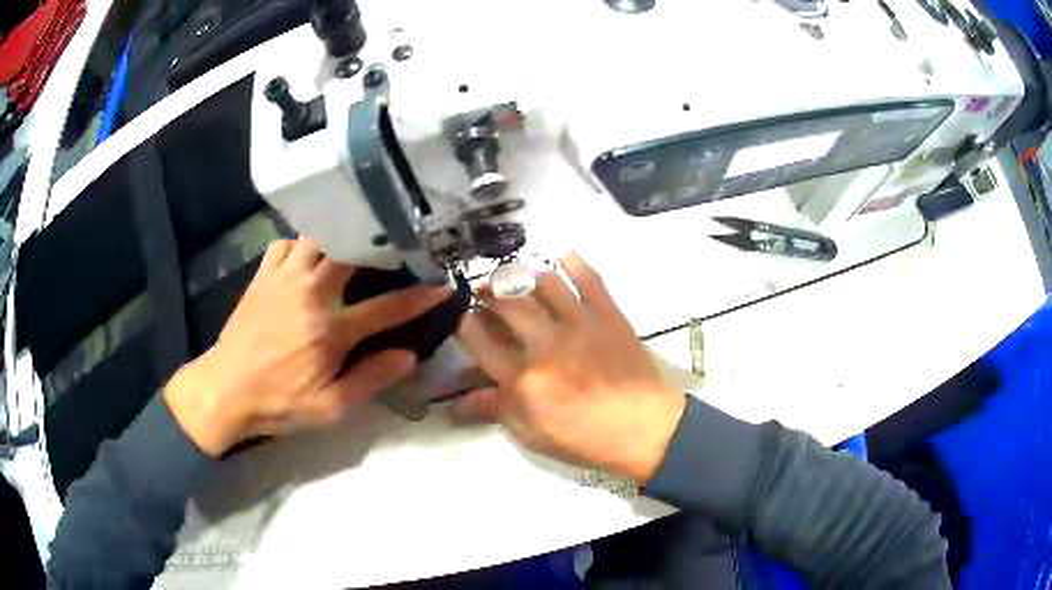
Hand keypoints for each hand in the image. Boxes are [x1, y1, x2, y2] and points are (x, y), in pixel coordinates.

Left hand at [164, 238, 450, 455]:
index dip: (420, 296)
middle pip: (351, 250)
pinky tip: (306, 258)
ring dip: (338, 238)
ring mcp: (283, 279)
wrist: (224, 389)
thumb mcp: (329, 408)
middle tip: (395, 244)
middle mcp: (310, 293)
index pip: (386, 307)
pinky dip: (301, 245)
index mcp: (330, 329)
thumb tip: (408, 356)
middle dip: (378, 243)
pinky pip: (286, 243)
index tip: (442, 283)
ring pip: (318, 237)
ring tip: (352, 245)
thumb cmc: (278, 403)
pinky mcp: (262, 276)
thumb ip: (370, 380)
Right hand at [455, 253, 685, 483]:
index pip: (481, 343)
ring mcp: (580, 324)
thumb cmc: (585, 439)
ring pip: (544, 285)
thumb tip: (456, 405)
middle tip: (482, 289)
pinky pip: (590, 280)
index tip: (461, 314)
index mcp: (524, 379)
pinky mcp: (608, 315)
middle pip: (508, 305)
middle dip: (488, 292)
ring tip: (514, 274)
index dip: (465, 325)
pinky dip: (575, 263)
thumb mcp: (533, 434)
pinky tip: (562, 254)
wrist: (644, 429)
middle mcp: (546, 344)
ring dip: (523, 274)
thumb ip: (496, 411)